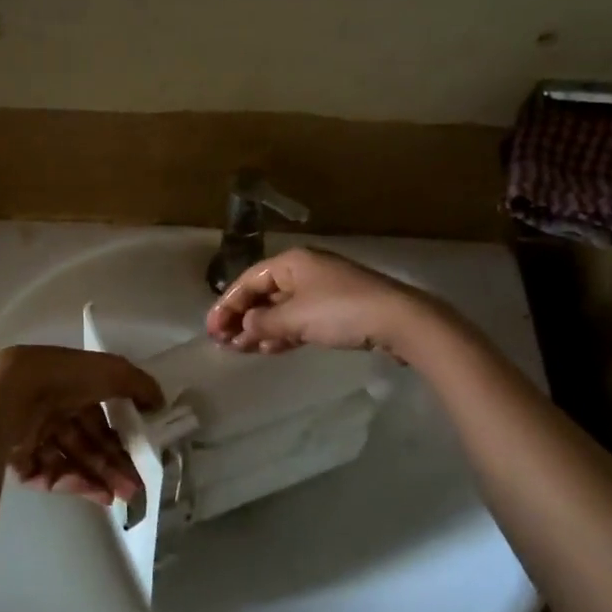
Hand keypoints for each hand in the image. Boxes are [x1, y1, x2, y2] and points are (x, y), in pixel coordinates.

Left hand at [0, 346, 161, 504]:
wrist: (8, 397)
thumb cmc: (61, 378)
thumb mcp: (110, 371)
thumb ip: (138, 384)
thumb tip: (160, 402)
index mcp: (67, 384)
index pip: (99, 412)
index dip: (121, 432)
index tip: (142, 450)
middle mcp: (49, 408)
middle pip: (87, 440)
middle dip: (114, 463)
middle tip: (137, 486)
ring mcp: (31, 435)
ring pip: (72, 460)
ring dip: (101, 477)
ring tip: (124, 496)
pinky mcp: (18, 461)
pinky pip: (52, 475)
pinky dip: (76, 484)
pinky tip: (99, 494)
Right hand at [205, 247, 440, 358]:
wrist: (399, 321)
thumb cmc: (341, 312)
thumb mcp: (295, 318)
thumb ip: (263, 322)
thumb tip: (243, 326)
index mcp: (292, 262)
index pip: (249, 280)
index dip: (226, 304)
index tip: (211, 329)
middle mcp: (305, 270)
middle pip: (263, 293)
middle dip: (242, 317)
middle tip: (223, 342)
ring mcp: (323, 290)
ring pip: (281, 308)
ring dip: (260, 328)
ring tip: (241, 349)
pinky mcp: (337, 310)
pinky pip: (299, 319)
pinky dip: (282, 333)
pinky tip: (270, 349)